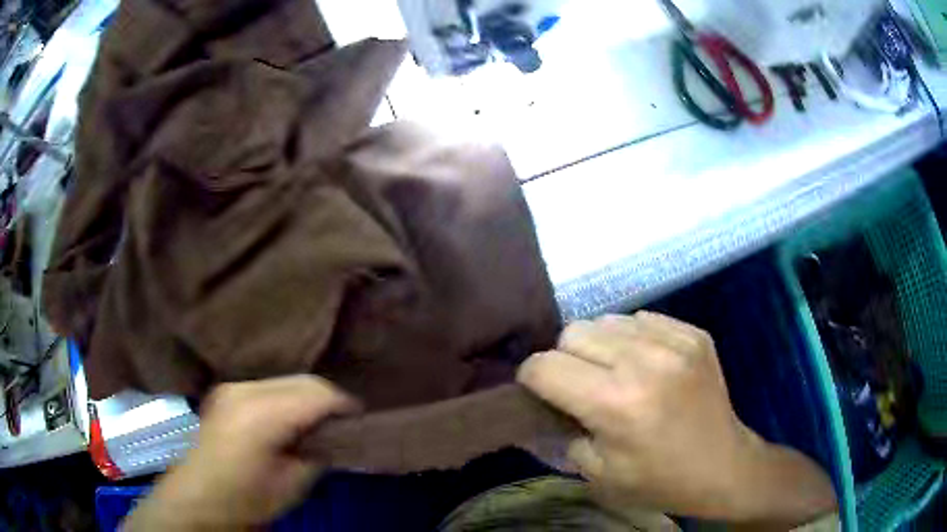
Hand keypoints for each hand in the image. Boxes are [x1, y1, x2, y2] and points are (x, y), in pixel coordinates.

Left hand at [124, 376, 360, 530]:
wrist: (198, 498)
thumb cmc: (246, 499)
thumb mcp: (293, 485)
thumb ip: (319, 453)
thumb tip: (335, 436)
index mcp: (261, 414)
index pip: (317, 394)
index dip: (345, 405)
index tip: (362, 421)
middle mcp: (245, 390)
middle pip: (303, 380)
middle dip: (328, 399)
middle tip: (345, 423)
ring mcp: (233, 387)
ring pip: (286, 379)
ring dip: (308, 398)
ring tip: (320, 422)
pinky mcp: (227, 391)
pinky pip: (269, 386)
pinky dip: (288, 398)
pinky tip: (291, 419)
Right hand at [517, 312, 835, 525]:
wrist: (723, 466)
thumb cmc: (657, 480)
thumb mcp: (595, 473)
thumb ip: (562, 431)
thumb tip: (548, 400)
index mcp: (615, 403)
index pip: (546, 366)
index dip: (532, 377)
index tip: (538, 389)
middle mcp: (643, 361)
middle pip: (573, 332)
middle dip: (565, 358)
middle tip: (581, 384)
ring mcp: (674, 341)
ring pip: (607, 320)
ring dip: (600, 346)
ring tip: (616, 372)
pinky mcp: (694, 333)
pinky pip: (642, 319)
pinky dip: (633, 339)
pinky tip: (647, 365)